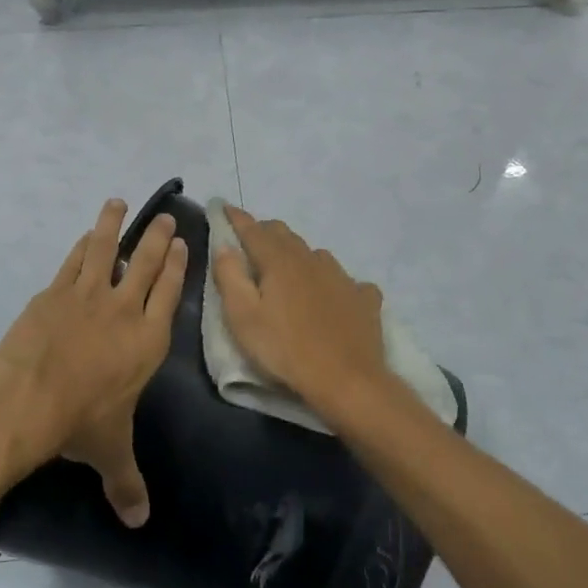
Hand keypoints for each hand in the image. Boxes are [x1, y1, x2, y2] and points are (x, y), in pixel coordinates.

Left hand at [0, 198, 187, 525]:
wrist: (29, 397)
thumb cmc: (80, 421)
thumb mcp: (109, 451)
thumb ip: (127, 483)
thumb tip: (139, 523)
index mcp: (148, 340)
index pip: (169, 294)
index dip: (178, 268)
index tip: (183, 246)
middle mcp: (125, 310)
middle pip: (148, 264)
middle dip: (159, 239)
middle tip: (166, 218)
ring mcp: (89, 295)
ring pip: (108, 250)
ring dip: (115, 226)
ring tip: (118, 203)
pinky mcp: (56, 291)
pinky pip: (74, 261)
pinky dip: (82, 245)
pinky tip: (86, 234)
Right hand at [212, 204, 391, 416]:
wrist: (346, 380)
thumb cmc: (285, 349)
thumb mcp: (243, 317)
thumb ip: (229, 276)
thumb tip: (224, 245)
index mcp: (279, 261)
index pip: (253, 230)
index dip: (236, 218)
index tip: (224, 207)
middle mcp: (312, 259)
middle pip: (285, 235)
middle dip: (264, 233)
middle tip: (250, 244)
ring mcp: (342, 277)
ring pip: (315, 254)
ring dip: (298, 256)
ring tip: (289, 271)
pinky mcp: (364, 298)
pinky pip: (347, 281)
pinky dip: (333, 283)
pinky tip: (334, 296)